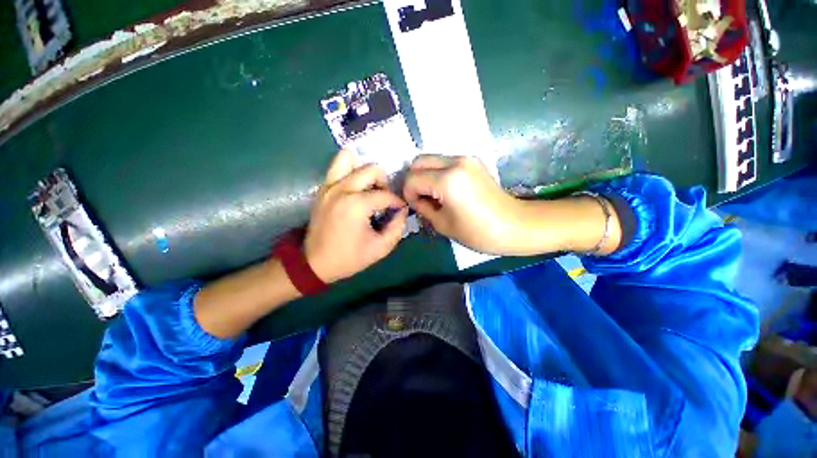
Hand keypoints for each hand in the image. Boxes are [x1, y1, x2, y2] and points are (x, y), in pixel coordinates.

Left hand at [304, 149, 407, 282]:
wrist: (315, 262)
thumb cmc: (350, 257)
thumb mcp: (381, 248)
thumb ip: (397, 226)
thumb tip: (402, 210)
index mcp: (357, 205)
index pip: (385, 195)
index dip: (397, 202)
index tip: (400, 210)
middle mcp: (342, 189)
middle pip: (371, 169)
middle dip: (384, 183)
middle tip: (384, 199)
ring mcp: (329, 186)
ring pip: (348, 158)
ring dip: (364, 171)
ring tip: (369, 188)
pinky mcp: (322, 188)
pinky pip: (336, 167)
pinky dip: (350, 171)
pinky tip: (356, 188)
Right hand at [403, 155, 522, 254]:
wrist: (515, 225)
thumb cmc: (478, 232)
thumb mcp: (443, 224)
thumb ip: (423, 207)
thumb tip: (415, 199)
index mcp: (447, 180)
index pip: (412, 179)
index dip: (408, 194)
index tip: (417, 207)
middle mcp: (455, 162)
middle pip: (419, 161)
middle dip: (414, 180)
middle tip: (421, 198)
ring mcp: (466, 158)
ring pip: (431, 159)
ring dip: (426, 176)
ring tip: (434, 196)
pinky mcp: (473, 161)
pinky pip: (445, 162)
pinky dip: (438, 174)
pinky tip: (446, 191)